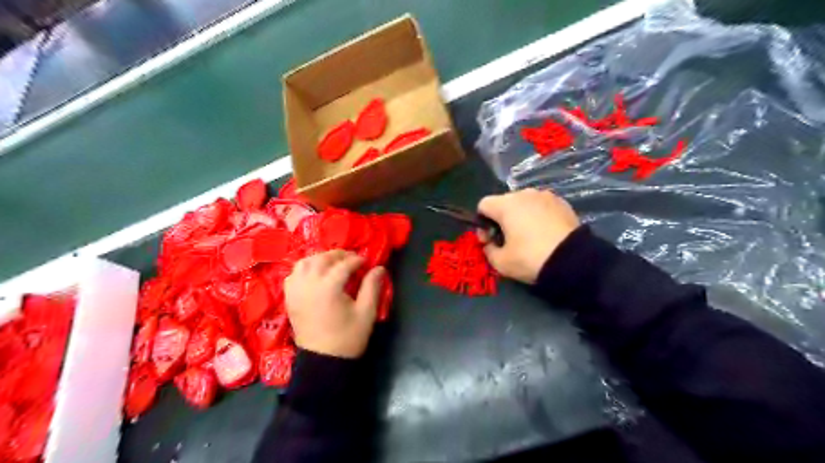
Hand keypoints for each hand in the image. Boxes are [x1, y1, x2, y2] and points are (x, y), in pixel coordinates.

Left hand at [286, 249, 384, 357]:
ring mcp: (296, 291)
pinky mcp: (290, 298)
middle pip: (322, 259)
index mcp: (328, 288)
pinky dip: (305, 269)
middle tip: (352, 259)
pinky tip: (316, 274)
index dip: (357, 260)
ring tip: (334, 263)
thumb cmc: (348, 338)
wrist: (323, 361)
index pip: (344, 265)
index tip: (368, 262)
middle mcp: (309, 284)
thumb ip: (372, 287)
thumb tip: (379, 268)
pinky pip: (293, 274)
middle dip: (339, 255)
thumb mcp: (366, 313)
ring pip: (305, 263)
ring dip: (320, 258)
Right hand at [477, 185, 579, 282]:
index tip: (489, 240)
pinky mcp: (562, 202)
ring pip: (524, 203)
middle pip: (504, 202)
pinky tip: (545, 233)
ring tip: (529, 236)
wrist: (573, 261)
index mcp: (506, 204)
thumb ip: (488, 249)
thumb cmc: (530, 258)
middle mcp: (524, 194)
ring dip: (521, 216)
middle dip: (501, 219)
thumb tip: (489, 243)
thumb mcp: (500, 262)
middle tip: (508, 240)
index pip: (483, 205)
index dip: (482, 223)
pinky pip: (541, 206)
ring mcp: (545, 195)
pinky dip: (538, 216)